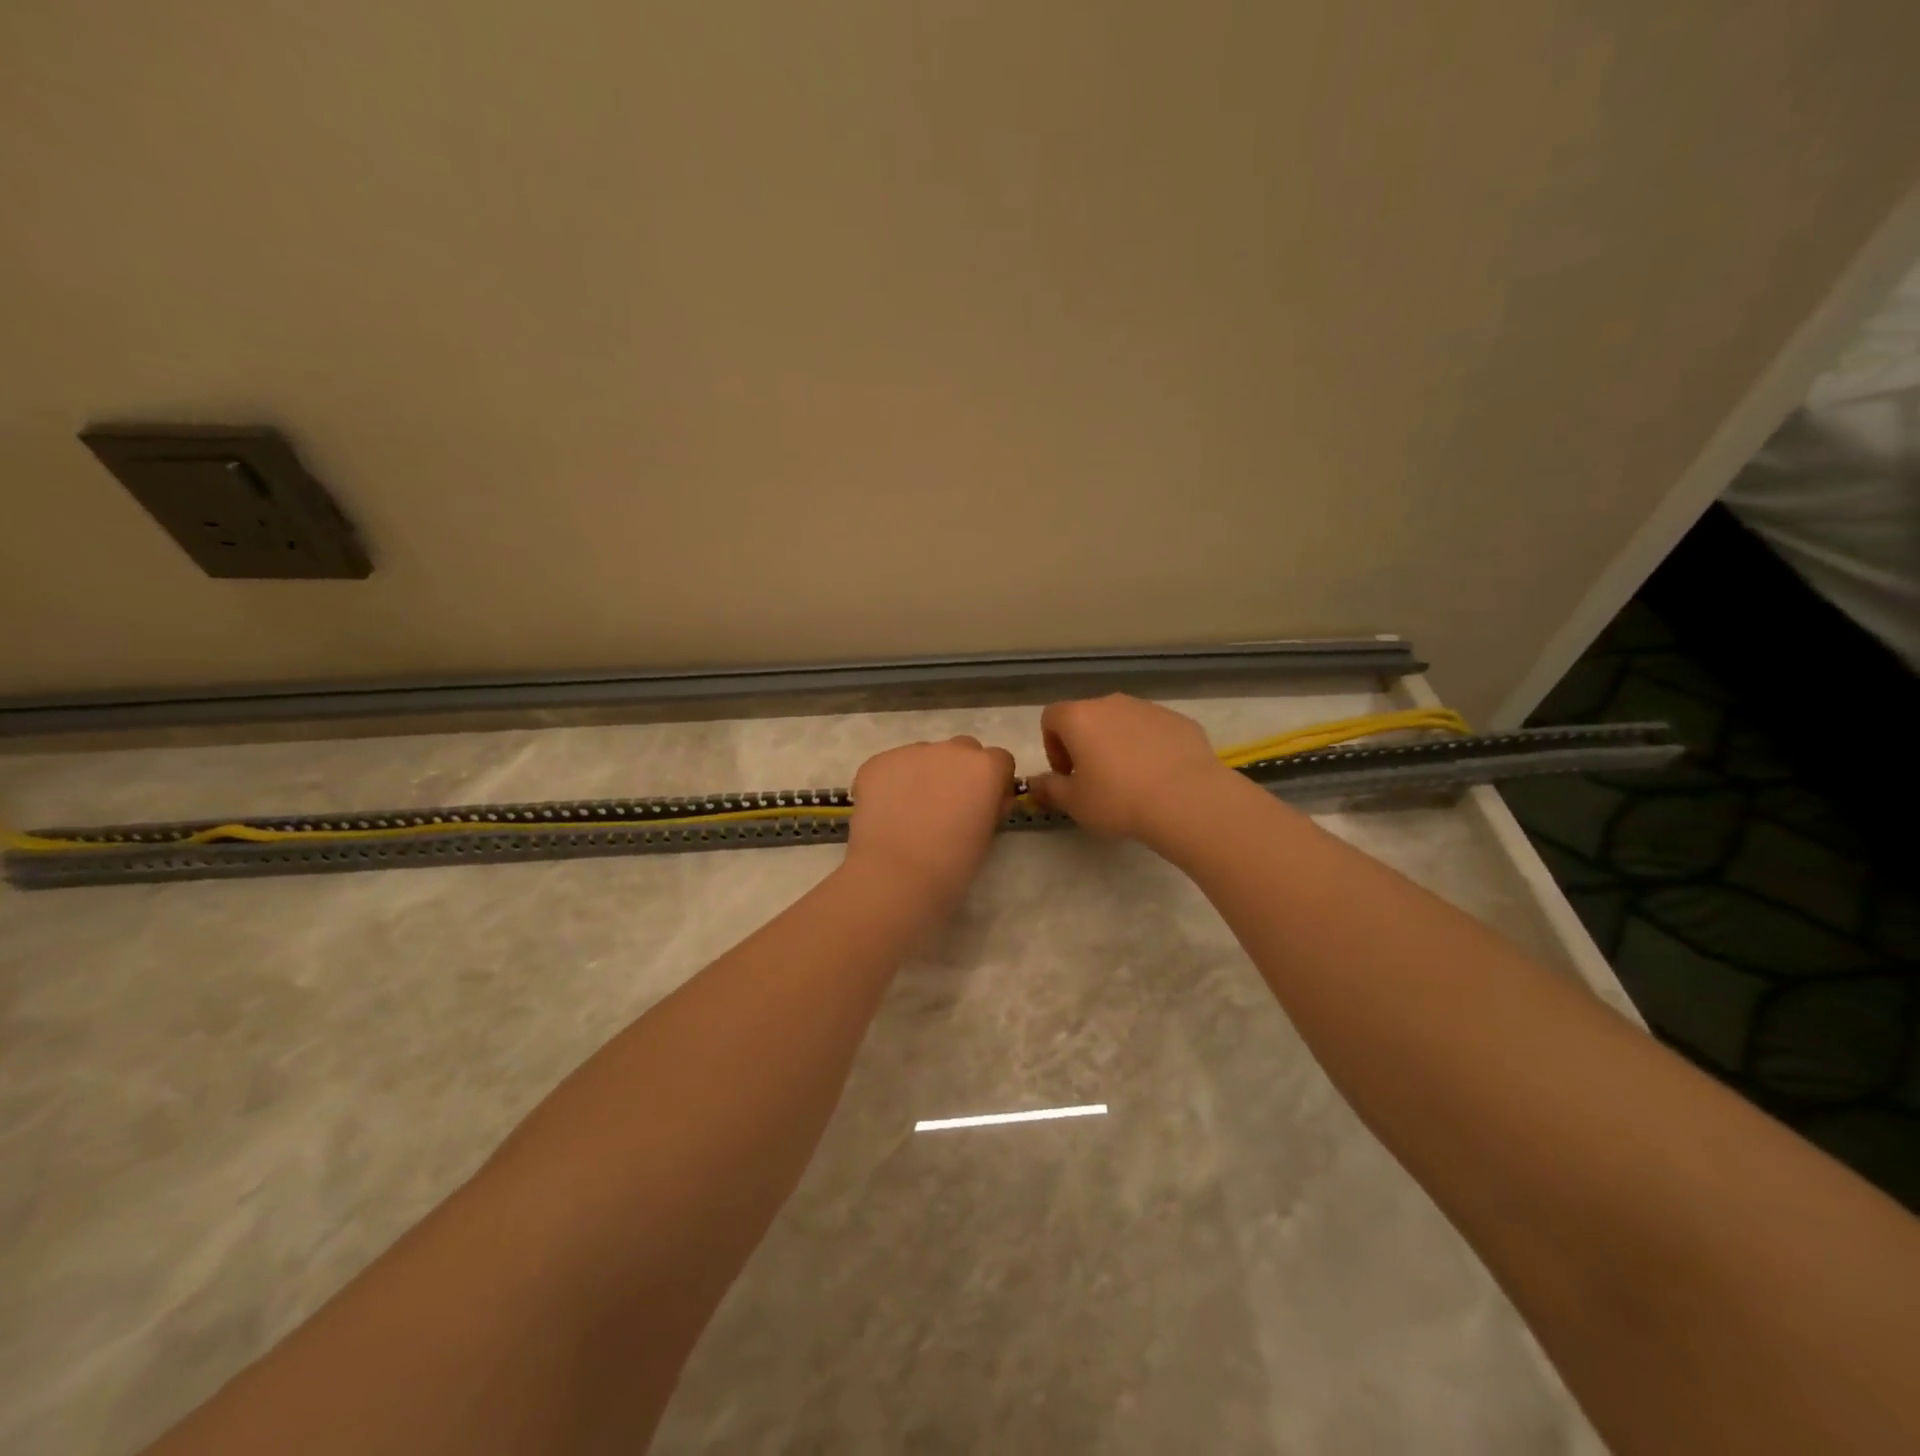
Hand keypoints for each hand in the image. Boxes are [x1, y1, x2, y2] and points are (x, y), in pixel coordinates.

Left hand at [844, 736, 1015, 906]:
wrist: (896, 875)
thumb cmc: (952, 864)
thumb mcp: (987, 835)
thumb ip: (988, 806)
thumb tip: (980, 800)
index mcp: (985, 767)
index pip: (1000, 760)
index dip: (993, 782)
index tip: (984, 806)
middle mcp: (951, 749)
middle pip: (963, 750)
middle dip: (960, 771)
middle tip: (947, 806)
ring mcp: (910, 751)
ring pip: (925, 755)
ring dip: (925, 774)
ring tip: (910, 811)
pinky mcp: (877, 762)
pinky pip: (892, 767)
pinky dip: (892, 783)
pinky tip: (886, 812)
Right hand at [1027, 694, 1233, 842]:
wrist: (1187, 799)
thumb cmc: (1118, 800)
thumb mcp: (1074, 803)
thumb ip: (1049, 789)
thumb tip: (1034, 784)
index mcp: (1080, 717)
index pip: (1051, 718)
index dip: (1052, 746)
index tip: (1067, 775)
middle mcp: (1112, 704)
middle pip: (1088, 717)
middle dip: (1086, 745)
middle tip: (1095, 780)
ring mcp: (1149, 709)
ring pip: (1123, 723)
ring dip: (1118, 745)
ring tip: (1131, 781)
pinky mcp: (1179, 721)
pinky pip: (1154, 731)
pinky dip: (1150, 748)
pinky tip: (1160, 778)